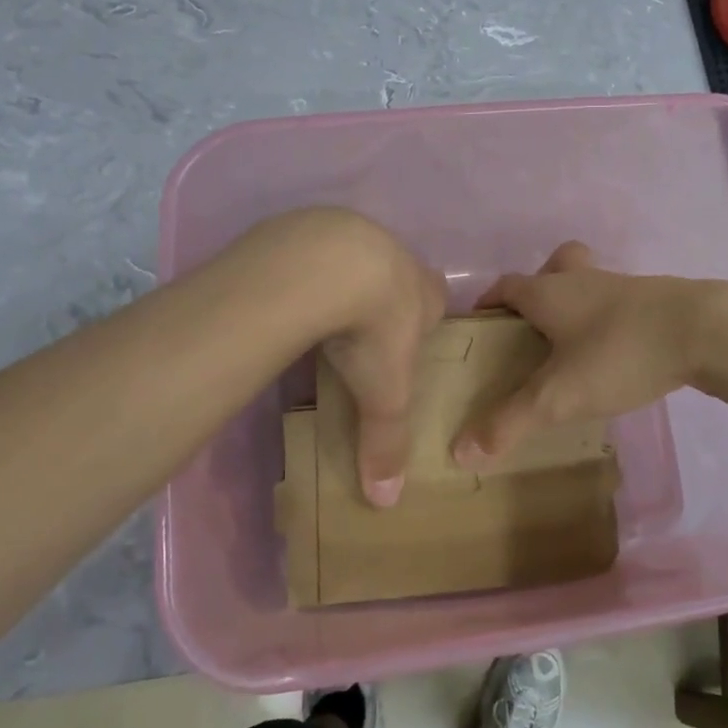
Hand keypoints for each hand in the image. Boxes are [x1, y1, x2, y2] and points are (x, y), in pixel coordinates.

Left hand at [300, 213, 446, 507]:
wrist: (328, 266)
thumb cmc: (374, 329)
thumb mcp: (385, 393)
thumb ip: (387, 443)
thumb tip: (387, 502)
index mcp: (425, 292)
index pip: (437, 301)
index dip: (426, 318)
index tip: (405, 341)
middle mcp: (398, 257)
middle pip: (400, 276)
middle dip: (386, 296)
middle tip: (362, 329)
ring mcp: (356, 234)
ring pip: (358, 256)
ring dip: (345, 277)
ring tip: (321, 310)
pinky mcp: (313, 225)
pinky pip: (315, 246)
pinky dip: (307, 266)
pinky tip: (289, 289)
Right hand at [454, 243, 712, 464]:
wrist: (705, 330)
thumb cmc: (619, 353)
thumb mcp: (559, 396)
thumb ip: (509, 422)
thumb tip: (460, 451)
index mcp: (550, 292)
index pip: (506, 286)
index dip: (489, 301)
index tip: (480, 324)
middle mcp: (583, 280)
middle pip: (554, 266)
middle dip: (539, 286)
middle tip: (533, 325)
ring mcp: (623, 286)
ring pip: (590, 282)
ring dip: (577, 302)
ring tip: (573, 345)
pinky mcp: (656, 300)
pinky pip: (620, 302)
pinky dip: (609, 319)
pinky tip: (616, 353)